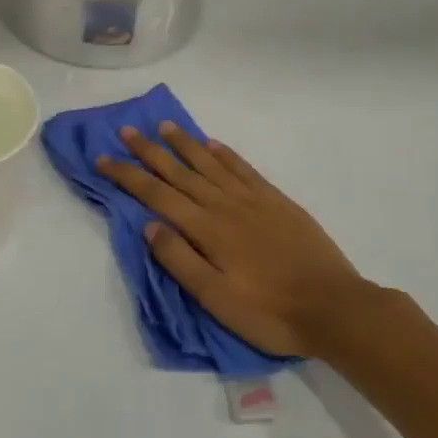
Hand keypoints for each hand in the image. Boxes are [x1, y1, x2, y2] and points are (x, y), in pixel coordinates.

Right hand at [98, 125, 373, 358]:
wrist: (334, 307)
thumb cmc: (270, 311)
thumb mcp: (216, 298)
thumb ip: (180, 259)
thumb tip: (149, 224)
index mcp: (206, 229)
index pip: (157, 195)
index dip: (127, 175)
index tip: (103, 158)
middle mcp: (225, 205)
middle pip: (179, 172)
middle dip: (149, 151)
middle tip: (126, 131)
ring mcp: (253, 200)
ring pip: (210, 163)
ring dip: (184, 144)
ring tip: (164, 126)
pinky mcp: (277, 201)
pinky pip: (244, 169)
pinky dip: (225, 154)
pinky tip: (213, 145)